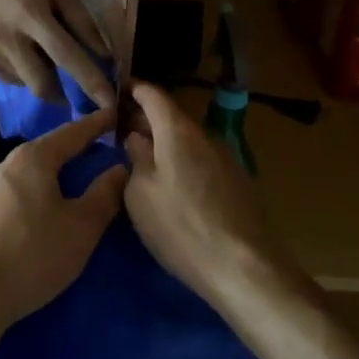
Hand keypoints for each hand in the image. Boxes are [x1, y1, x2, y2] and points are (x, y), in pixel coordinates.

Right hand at [0, 0, 114, 107]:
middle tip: (70, 89)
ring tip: (34, 51)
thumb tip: (104, 59)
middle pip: (41, 84)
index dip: (88, 79)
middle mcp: (8, 38)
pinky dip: (20, 72)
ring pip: (25, 83)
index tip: (108, 102)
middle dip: (61, 93)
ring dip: (39, 75)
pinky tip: (16, 49)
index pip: (65, 54)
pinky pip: (8, 79)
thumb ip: (84, 24)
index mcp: (32, 15)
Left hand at [0, 107, 127, 329]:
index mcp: (31, 159)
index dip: (95, 125)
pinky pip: (4, 201)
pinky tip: (29, 225)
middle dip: (68, 156)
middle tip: (92, 159)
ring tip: (62, 197)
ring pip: (21, 179)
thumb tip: (119, 168)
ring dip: (43, 183)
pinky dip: (23, 204)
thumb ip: (104, 195)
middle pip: (43, 154)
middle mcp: (1, 165)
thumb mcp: (81, 228)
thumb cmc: (33, 254)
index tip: (112, 114)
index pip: (71, 134)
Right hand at [123, 82, 284, 304]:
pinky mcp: (237, 182)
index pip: (152, 94)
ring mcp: (225, 158)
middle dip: (146, 121)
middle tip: (121, 135)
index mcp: (177, 130)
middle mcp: (205, 135)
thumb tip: (137, 137)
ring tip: (143, 163)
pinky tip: (172, 186)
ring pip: (187, 140)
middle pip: (171, 117)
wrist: (244, 268)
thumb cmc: (180, 226)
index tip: (115, 93)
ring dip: (165, 145)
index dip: (133, 90)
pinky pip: (201, 160)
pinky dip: (182, 163)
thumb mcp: (140, 193)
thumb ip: (136, 157)